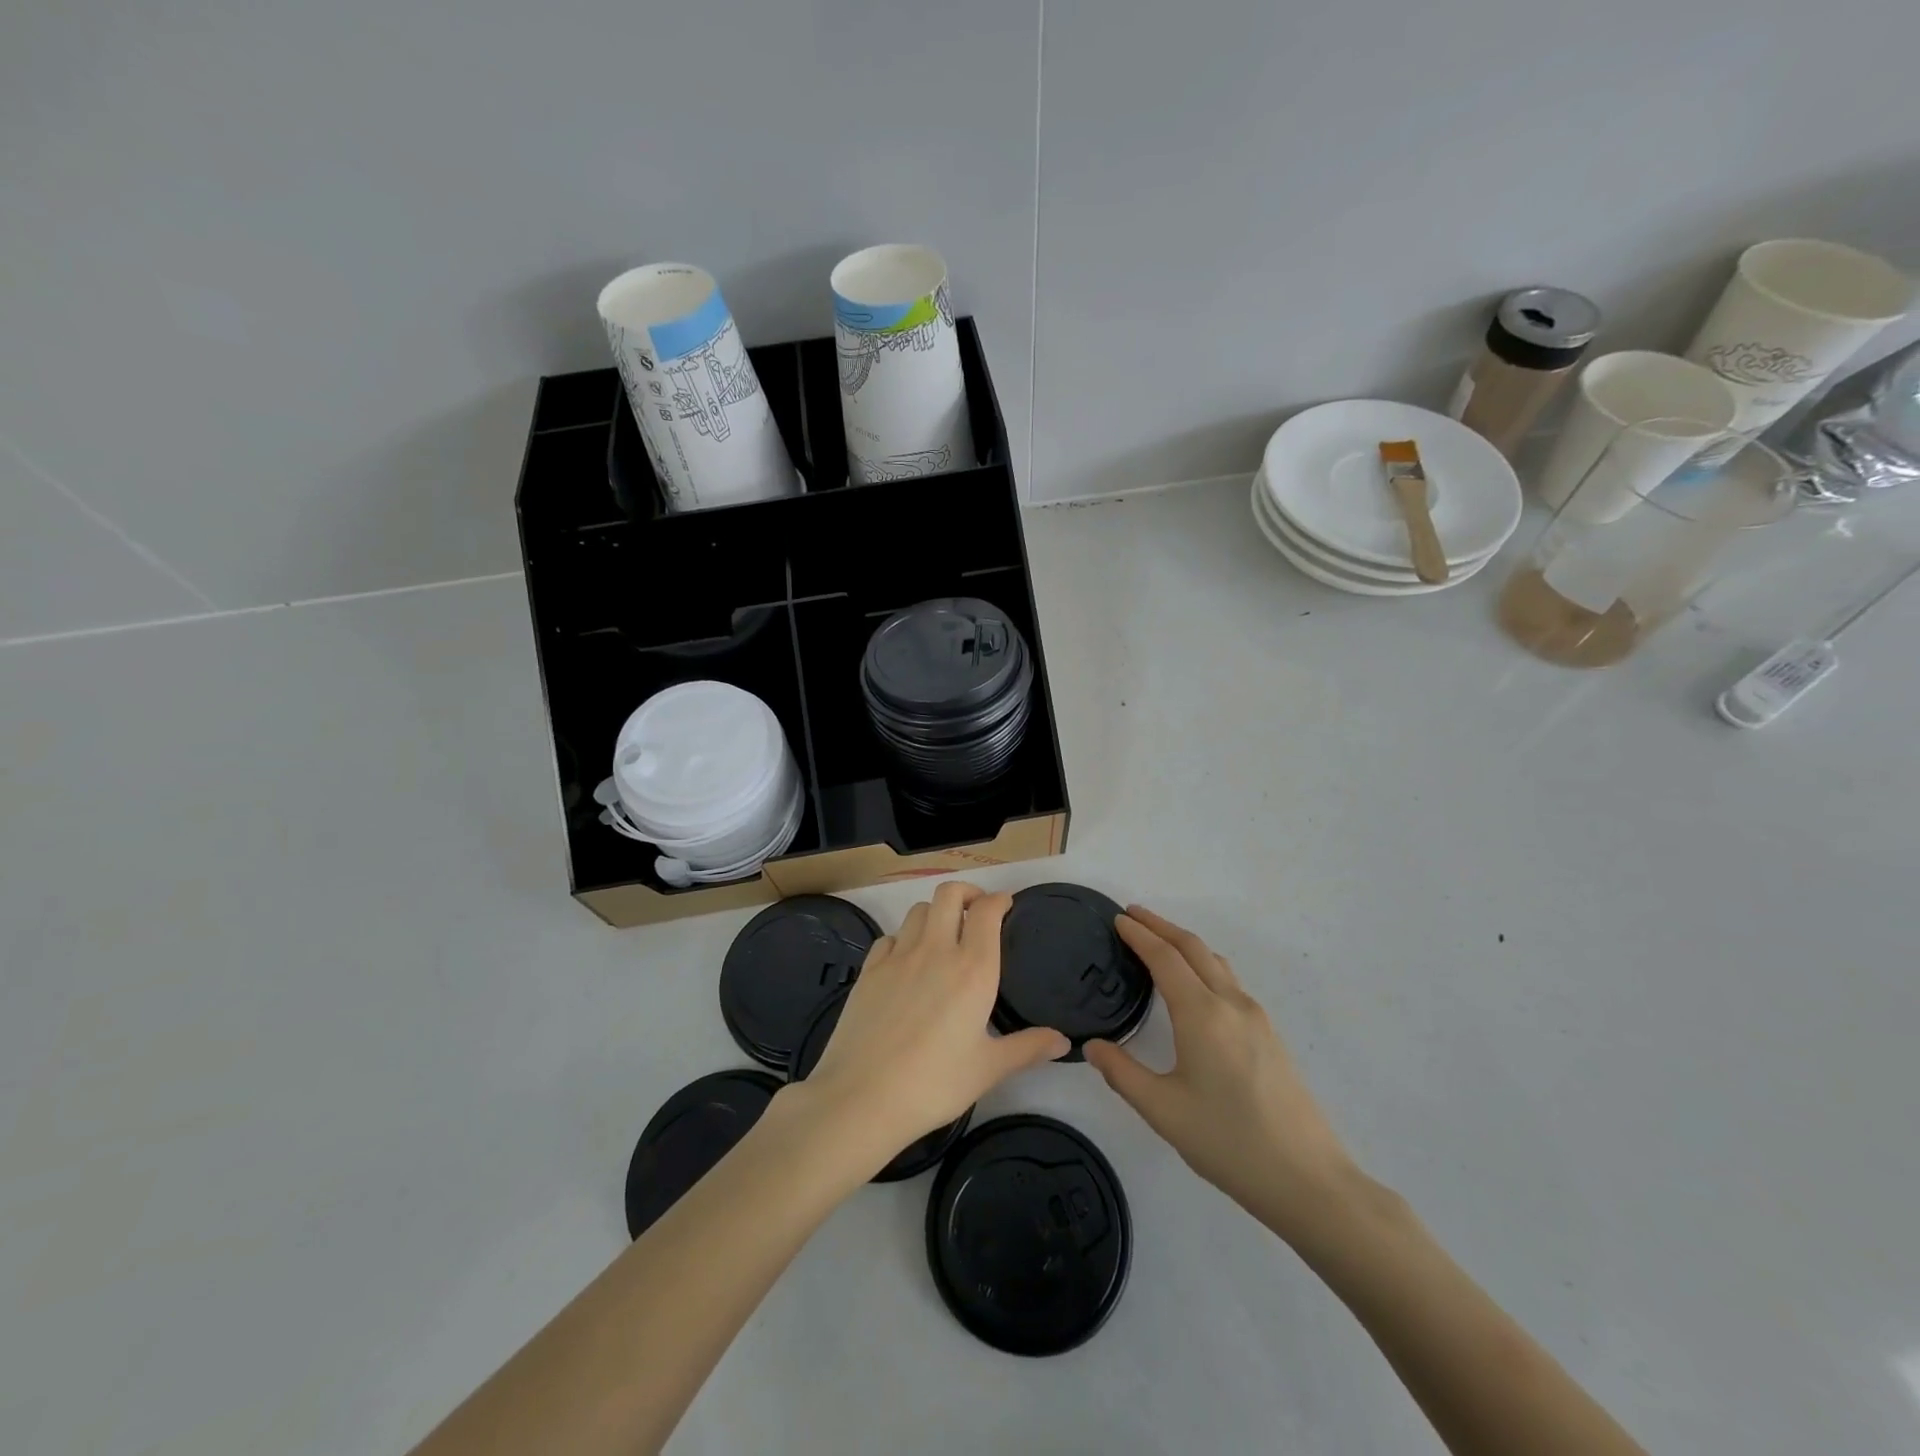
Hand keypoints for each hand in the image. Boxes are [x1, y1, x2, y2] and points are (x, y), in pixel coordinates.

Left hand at [797, 881, 1068, 1170]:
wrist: (862, 1097)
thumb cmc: (934, 1083)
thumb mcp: (988, 1069)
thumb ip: (1027, 1048)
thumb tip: (1063, 1041)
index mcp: (972, 969)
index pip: (987, 911)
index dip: (999, 900)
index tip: (1007, 906)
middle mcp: (936, 950)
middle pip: (949, 894)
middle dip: (967, 892)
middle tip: (977, 910)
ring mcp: (898, 956)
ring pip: (918, 910)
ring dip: (935, 912)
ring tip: (943, 933)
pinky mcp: (869, 970)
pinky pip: (890, 936)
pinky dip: (903, 937)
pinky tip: (906, 960)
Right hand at [1084, 906, 1361, 1245]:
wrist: (1308, 1180)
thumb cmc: (1228, 1142)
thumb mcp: (1162, 1110)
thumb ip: (1122, 1073)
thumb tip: (1092, 1046)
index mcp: (1202, 1014)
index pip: (1164, 958)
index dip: (1139, 935)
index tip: (1117, 919)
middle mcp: (1231, 1004)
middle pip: (1193, 948)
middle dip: (1161, 926)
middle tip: (1132, 916)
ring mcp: (1256, 1018)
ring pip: (1215, 962)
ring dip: (1184, 944)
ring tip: (1159, 942)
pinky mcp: (1269, 1035)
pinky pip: (1229, 981)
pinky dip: (1203, 965)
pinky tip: (1194, 986)